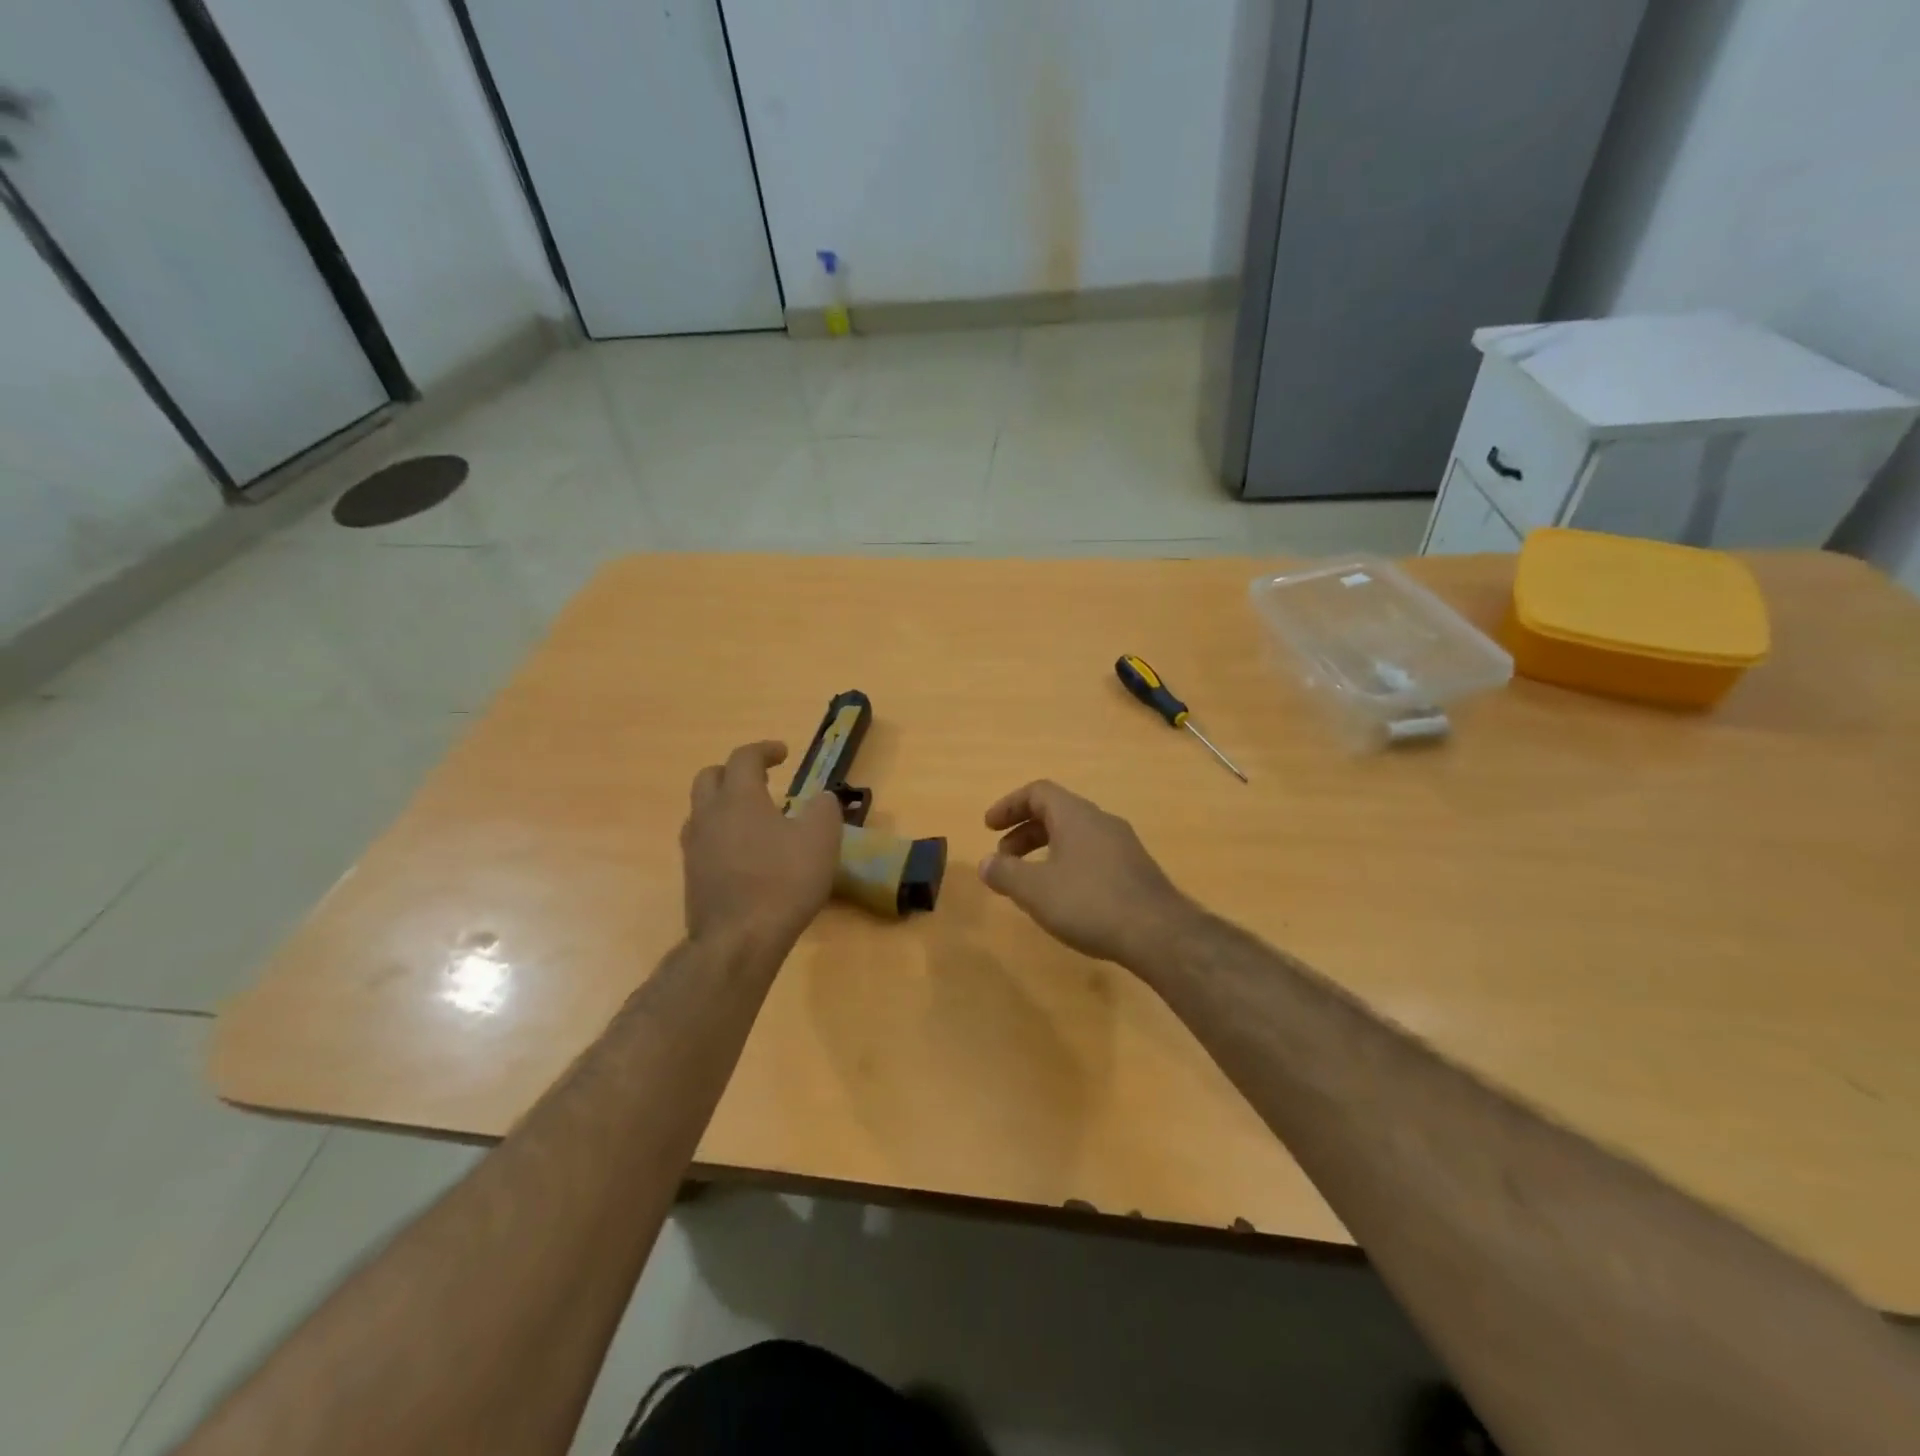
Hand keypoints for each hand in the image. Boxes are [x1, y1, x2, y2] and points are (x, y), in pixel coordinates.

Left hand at [681, 741, 842, 949]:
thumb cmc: (783, 881)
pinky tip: (742, 852)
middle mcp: (709, 814)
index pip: (744, 758)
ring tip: (752, 817)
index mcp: (739, 797)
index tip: (783, 754)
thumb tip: (821, 798)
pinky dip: (720, 833)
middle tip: (761, 780)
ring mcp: (695, 847)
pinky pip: (702, 840)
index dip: (764, 750)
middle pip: (710, 777)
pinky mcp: (691, 876)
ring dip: (724, 803)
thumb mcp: (821, 839)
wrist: (739, 940)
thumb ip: (824, 809)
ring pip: (701, 809)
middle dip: (734, 772)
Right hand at [978, 780, 1199, 967]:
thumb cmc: (1089, 902)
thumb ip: (1005, 873)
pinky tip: (1064, 897)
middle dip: (1024, 832)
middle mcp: (1101, 821)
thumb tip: (985, 863)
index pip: (1038, 792)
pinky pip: (1092, 854)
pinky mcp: (1135, 870)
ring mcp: (1122, 845)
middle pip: (1056, 812)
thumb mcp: (1035, 890)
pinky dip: (1067, 864)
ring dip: (1045, 850)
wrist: (1159, 933)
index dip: (1009, 805)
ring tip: (1030, 881)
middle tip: (1003, 858)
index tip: (988, 827)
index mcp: (1075, 815)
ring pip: (1075, 835)